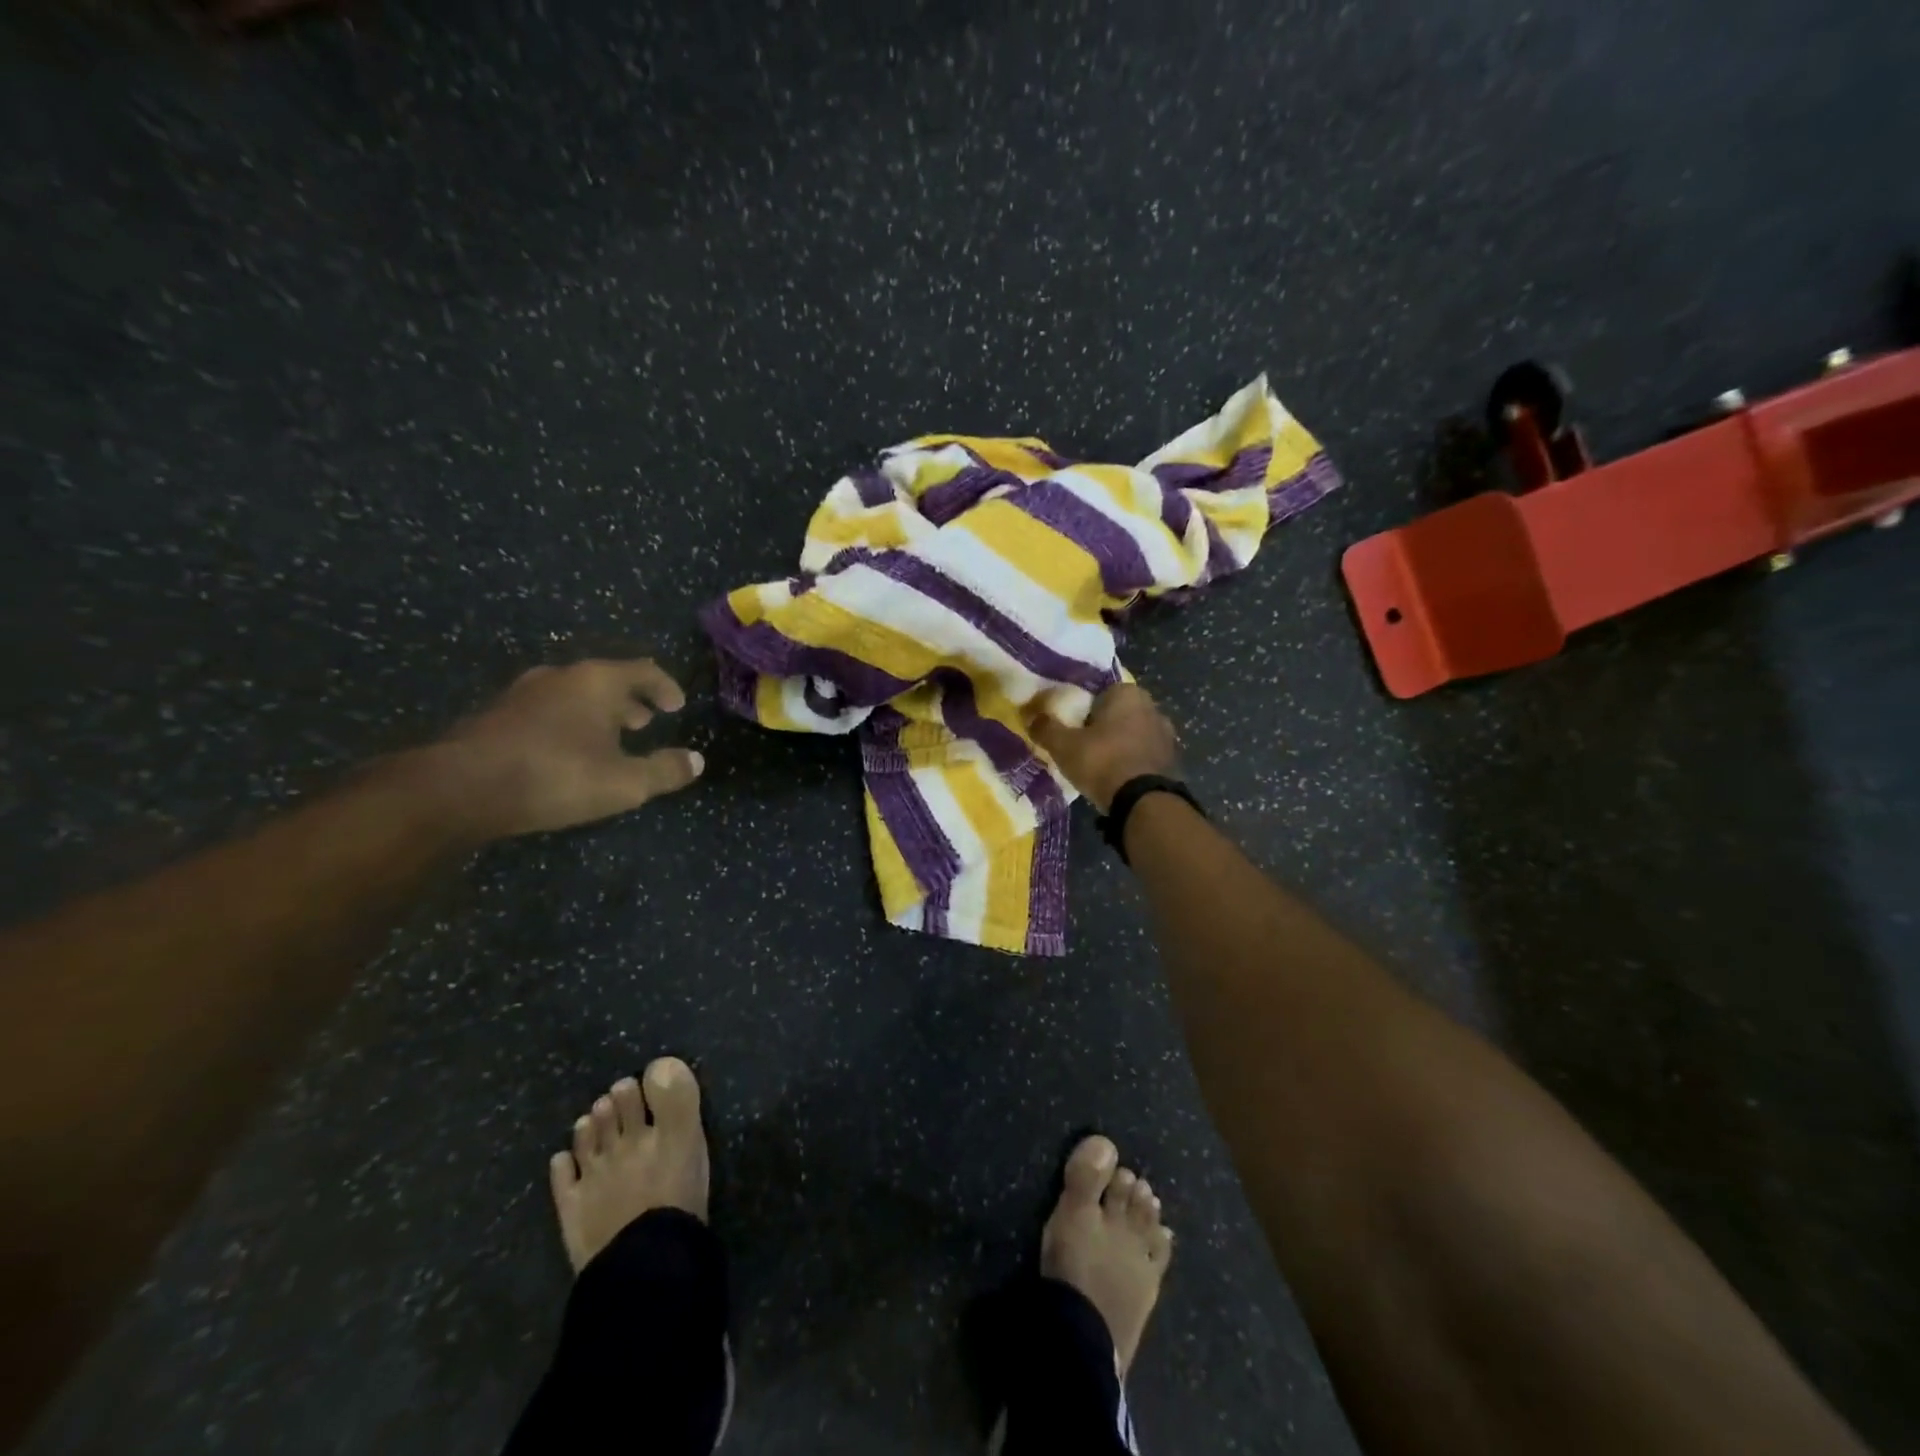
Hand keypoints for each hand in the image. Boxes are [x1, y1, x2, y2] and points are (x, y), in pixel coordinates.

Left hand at [431, 658, 704, 839]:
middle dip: (630, 700)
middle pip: (606, 679)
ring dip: (597, 712)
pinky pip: (546, 710)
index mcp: (596, 681)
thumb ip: (665, 770)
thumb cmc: (556, 776)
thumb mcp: (625, 783)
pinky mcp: (495, 715)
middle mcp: (560, 676)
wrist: (459, 789)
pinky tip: (565, 752)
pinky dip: (567, 723)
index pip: (644, 671)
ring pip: (573, 694)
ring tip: (608, 738)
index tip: (677, 706)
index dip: (665, 687)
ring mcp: (522, 693)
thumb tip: (696, 761)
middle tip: (645, 722)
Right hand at [1031, 683, 1179, 811]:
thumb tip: (1030, 716)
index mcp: (1127, 693)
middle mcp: (1152, 706)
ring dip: (1118, 746)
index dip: (1082, 711)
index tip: (1070, 729)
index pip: (1098, 694)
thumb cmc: (1102, 761)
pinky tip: (1117, 779)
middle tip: (1081, 748)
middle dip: (1101, 728)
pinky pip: (1144, 755)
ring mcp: (1166, 733)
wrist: (1143, 801)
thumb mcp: (1064, 745)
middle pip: (1117, 714)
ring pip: (1132, 735)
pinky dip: (1131, 762)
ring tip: (1098, 766)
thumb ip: (1045, 728)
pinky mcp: (1173, 759)